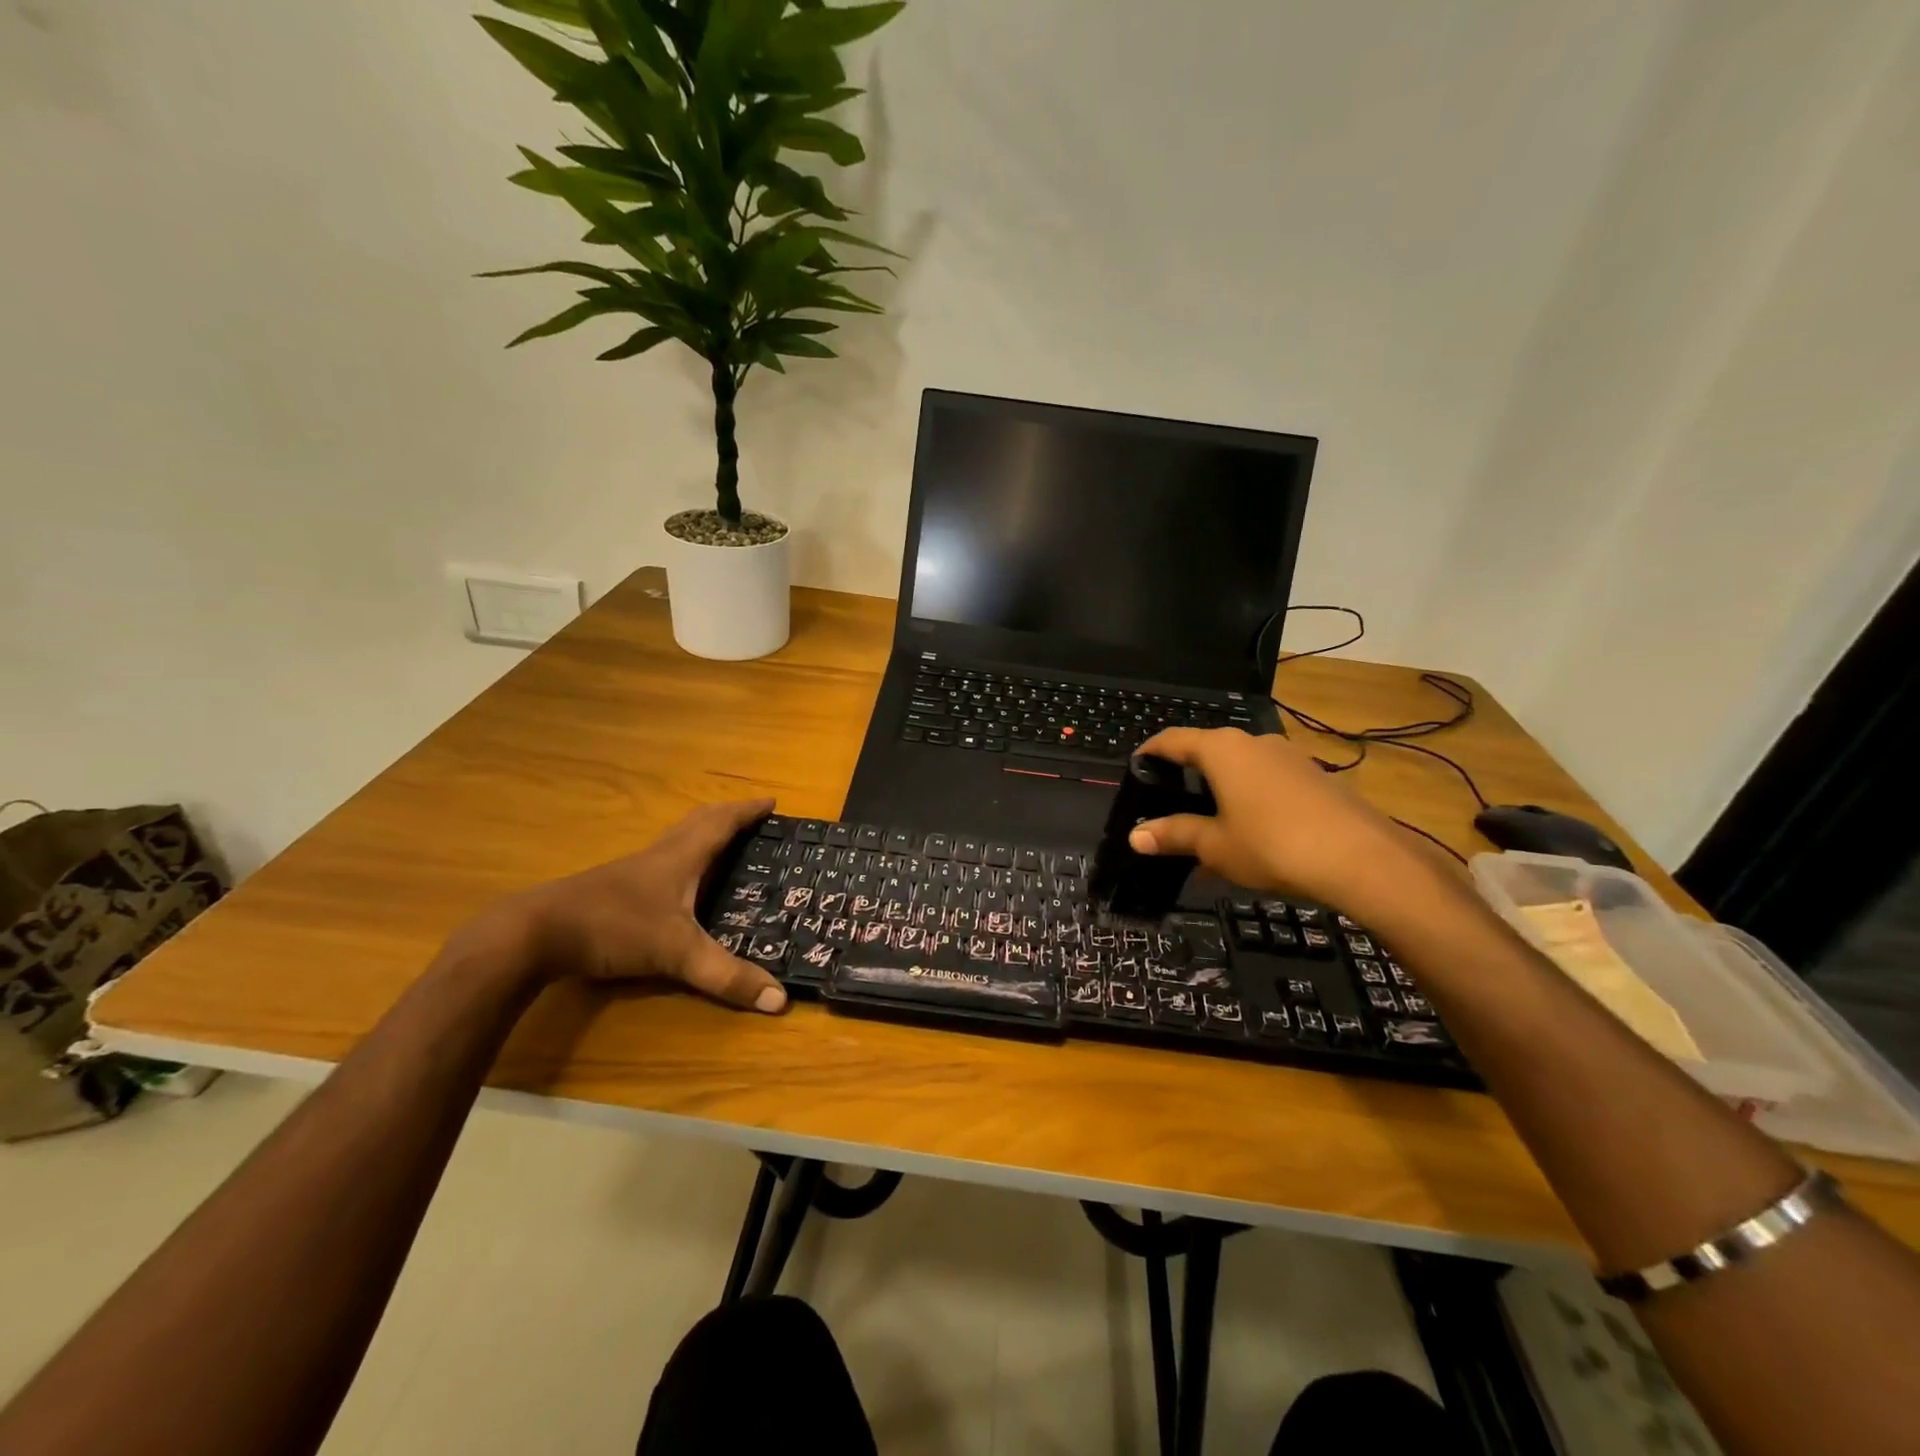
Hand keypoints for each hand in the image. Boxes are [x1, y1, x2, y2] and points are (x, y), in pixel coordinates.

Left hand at [510, 798, 786, 1013]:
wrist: (536, 933)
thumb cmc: (615, 927)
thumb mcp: (677, 953)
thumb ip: (726, 976)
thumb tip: (780, 1000)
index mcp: (681, 856)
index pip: (722, 823)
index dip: (748, 811)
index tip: (772, 802)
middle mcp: (659, 855)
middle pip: (699, 822)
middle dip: (729, 816)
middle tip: (753, 820)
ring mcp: (633, 871)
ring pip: (676, 840)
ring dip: (703, 835)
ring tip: (724, 846)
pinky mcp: (614, 889)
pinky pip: (660, 862)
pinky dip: (681, 860)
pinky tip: (678, 886)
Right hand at [1128, 728, 1430, 918]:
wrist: (1361, 858)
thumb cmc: (1272, 844)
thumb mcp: (1215, 845)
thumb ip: (1175, 835)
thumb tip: (1135, 837)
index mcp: (1221, 750)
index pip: (1174, 740)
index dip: (1151, 751)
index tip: (1136, 765)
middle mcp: (1254, 742)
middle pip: (1209, 749)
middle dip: (1187, 771)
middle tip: (1169, 798)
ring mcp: (1289, 756)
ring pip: (1242, 765)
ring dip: (1222, 785)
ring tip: (1210, 818)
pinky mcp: (1315, 776)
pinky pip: (1269, 779)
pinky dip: (1251, 796)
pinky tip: (1253, 828)